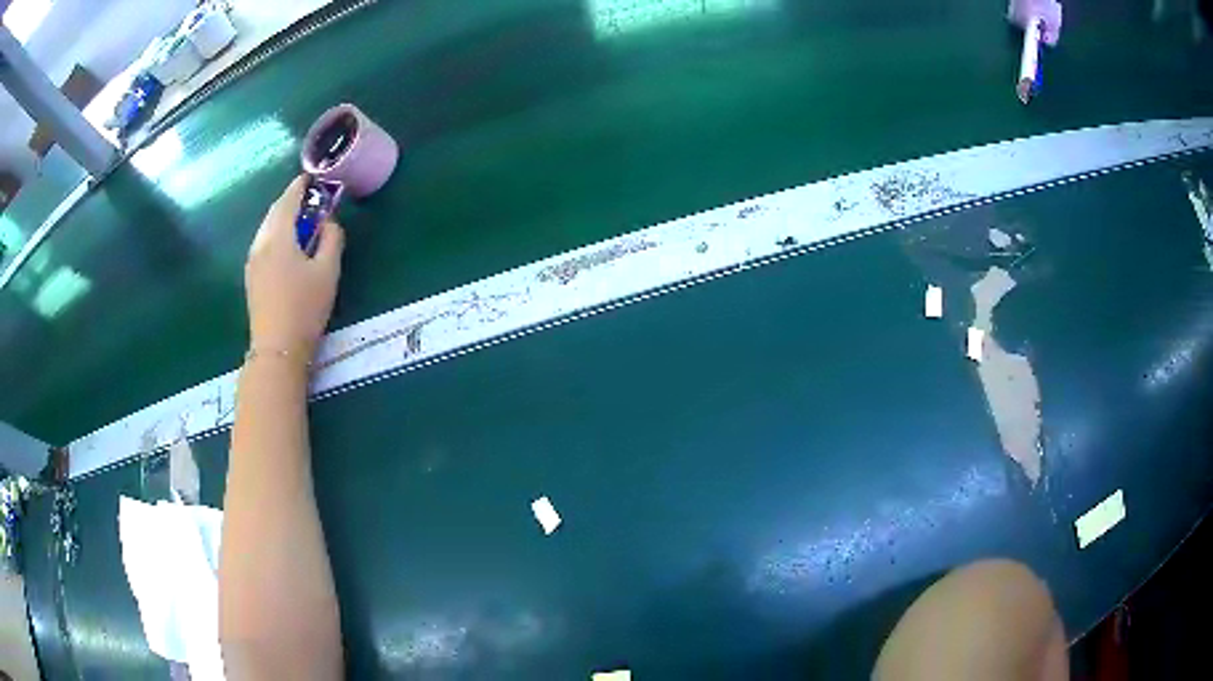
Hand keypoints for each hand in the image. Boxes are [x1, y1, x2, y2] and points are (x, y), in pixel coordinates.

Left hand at [245, 175, 345, 360]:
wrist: (276, 348)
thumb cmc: (305, 307)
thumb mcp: (328, 271)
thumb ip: (332, 239)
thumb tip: (330, 222)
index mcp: (279, 236)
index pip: (289, 200)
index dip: (301, 185)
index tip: (313, 176)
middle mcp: (261, 243)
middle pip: (274, 212)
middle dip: (291, 201)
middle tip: (310, 199)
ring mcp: (252, 261)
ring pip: (267, 228)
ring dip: (282, 218)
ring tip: (301, 222)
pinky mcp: (251, 277)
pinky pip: (263, 243)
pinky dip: (276, 234)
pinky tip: (287, 246)